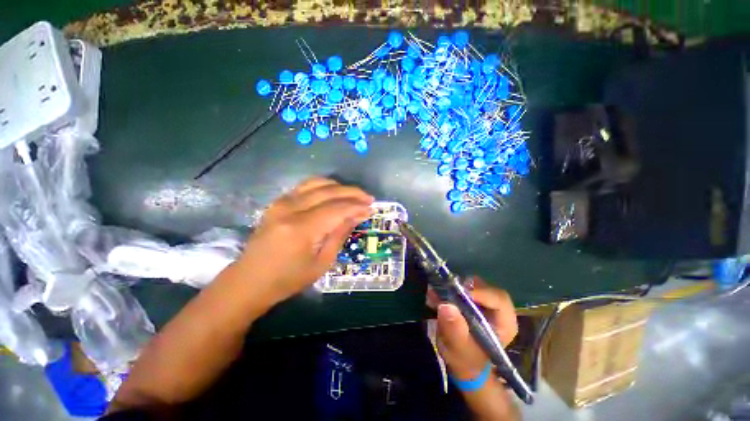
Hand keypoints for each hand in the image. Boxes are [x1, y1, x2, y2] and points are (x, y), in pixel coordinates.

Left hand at [238, 177, 372, 299]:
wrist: (250, 281)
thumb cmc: (288, 279)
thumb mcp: (321, 263)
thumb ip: (339, 235)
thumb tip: (356, 216)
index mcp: (301, 229)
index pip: (337, 209)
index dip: (356, 206)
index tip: (371, 208)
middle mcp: (290, 209)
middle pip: (328, 191)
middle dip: (352, 193)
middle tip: (367, 198)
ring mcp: (281, 202)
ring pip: (317, 183)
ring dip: (339, 186)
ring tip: (353, 195)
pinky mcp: (277, 202)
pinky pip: (305, 186)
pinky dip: (323, 185)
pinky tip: (333, 192)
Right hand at [428, 278, 517, 380]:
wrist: (462, 362)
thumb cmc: (467, 360)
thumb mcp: (460, 350)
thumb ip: (455, 331)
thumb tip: (446, 306)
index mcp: (504, 322)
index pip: (499, 299)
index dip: (480, 292)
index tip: (459, 292)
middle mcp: (496, 308)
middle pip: (483, 287)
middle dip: (462, 287)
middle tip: (444, 290)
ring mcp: (483, 301)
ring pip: (469, 284)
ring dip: (451, 287)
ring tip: (435, 294)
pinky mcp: (470, 298)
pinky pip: (459, 286)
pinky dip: (446, 288)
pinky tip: (433, 295)